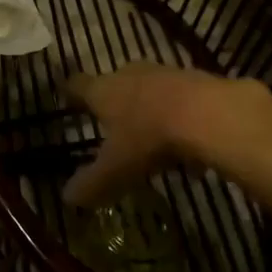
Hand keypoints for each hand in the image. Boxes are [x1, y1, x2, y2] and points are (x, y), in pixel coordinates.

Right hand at [63, 65, 271, 206]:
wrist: (205, 112)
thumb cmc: (148, 136)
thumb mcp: (116, 168)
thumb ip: (92, 183)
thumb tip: (67, 198)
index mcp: (103, 91)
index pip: (78, 85)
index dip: (71, 92)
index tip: (66, 95)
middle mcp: (129, 75)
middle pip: (114, 82)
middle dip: (112, 99)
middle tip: (110, 119)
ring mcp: (162, 74)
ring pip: (148, 88)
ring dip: (147, 107)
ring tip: (150, 134)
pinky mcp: (193, 79)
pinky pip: (178, 98)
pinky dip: (177, 116)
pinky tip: (187, 143)